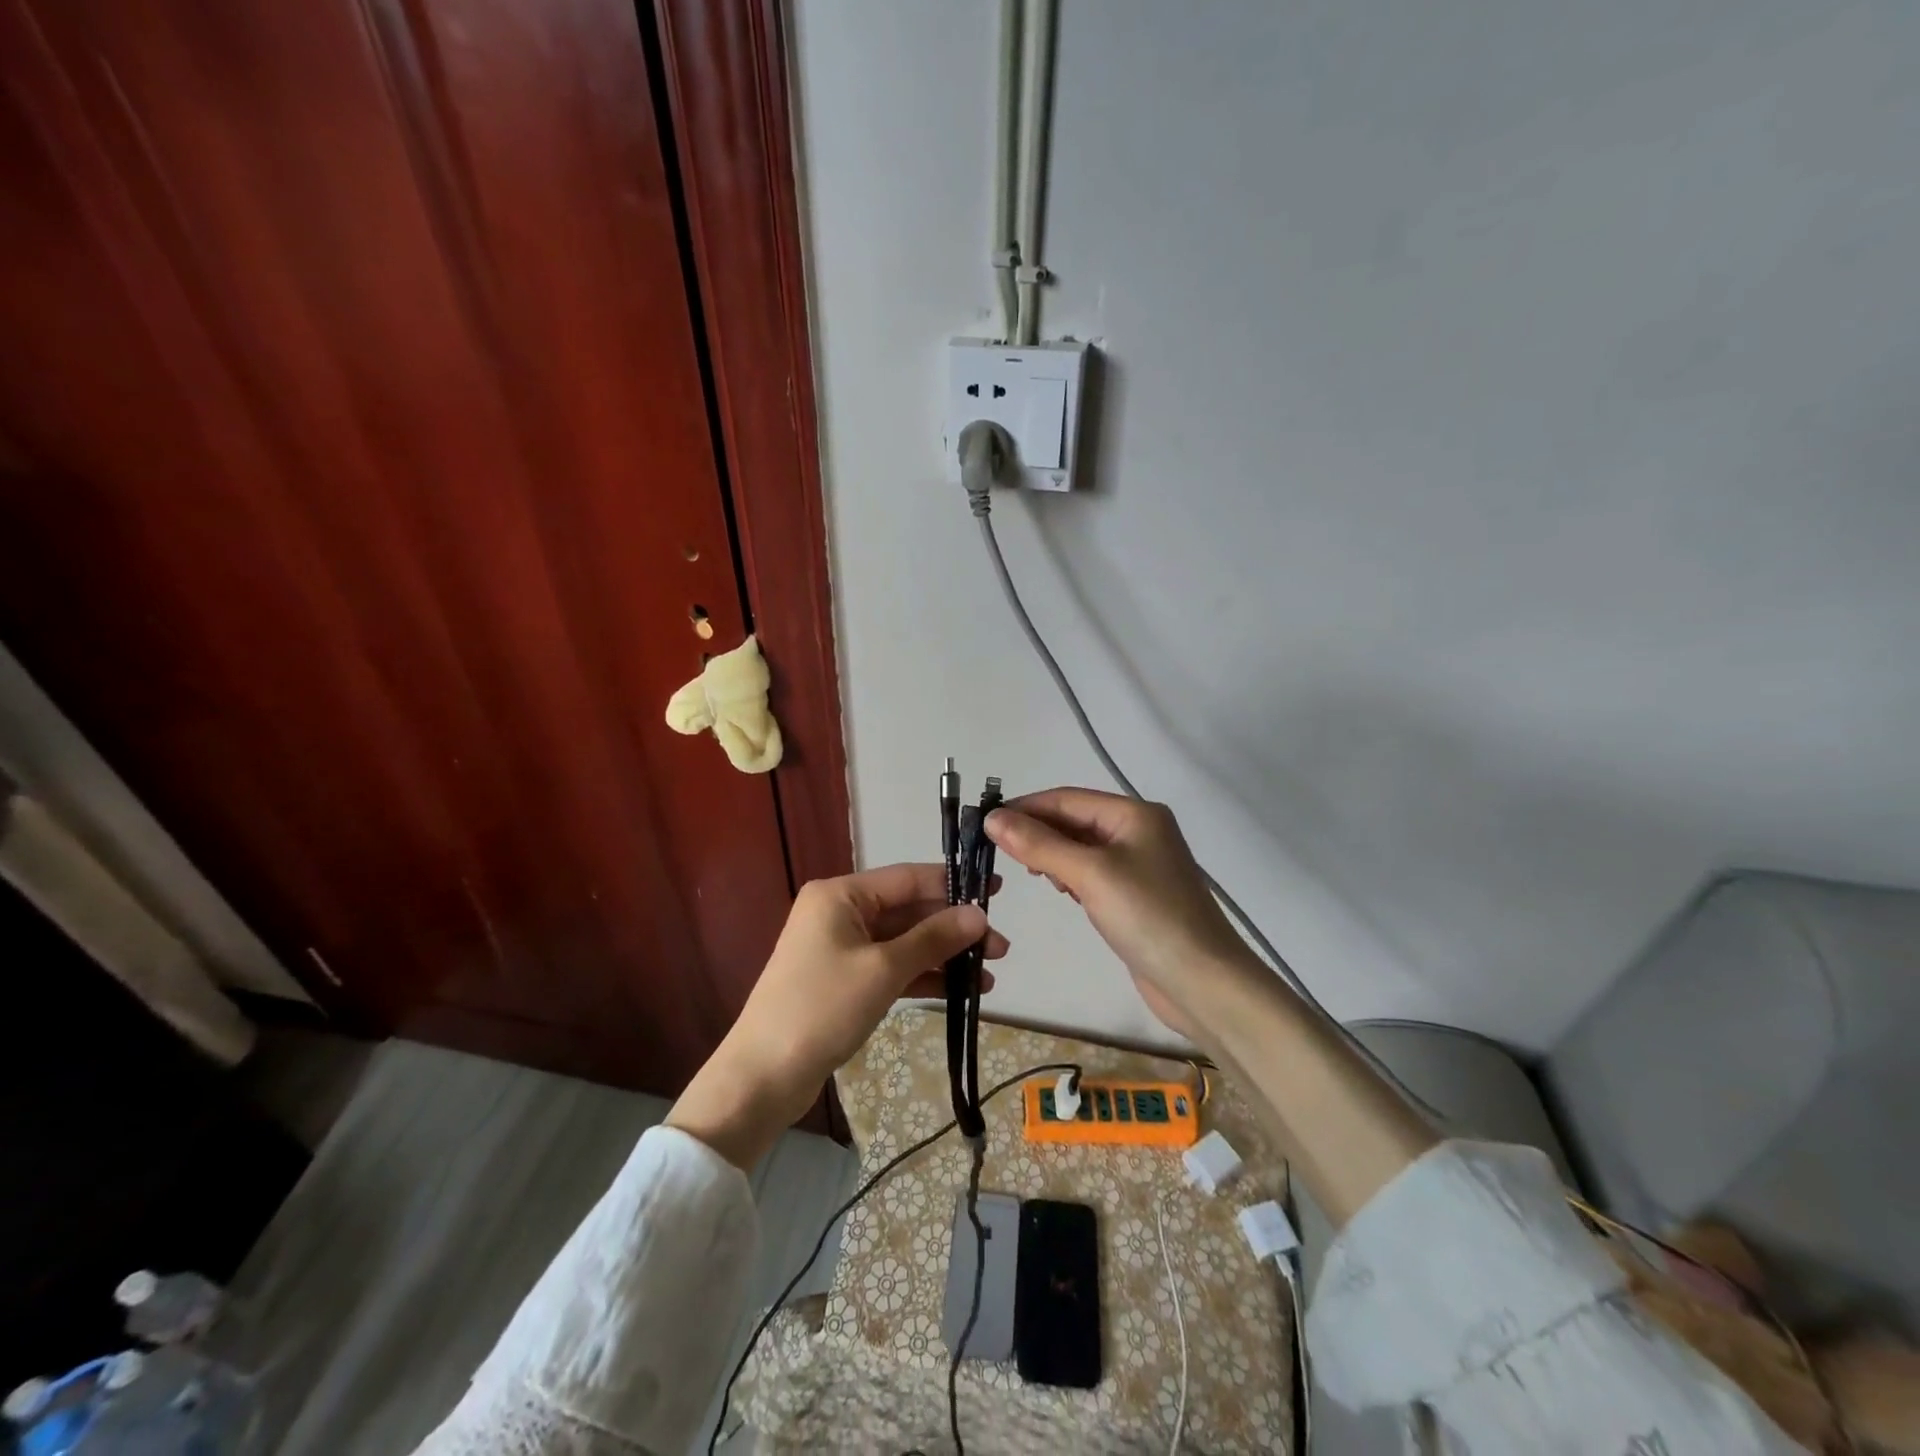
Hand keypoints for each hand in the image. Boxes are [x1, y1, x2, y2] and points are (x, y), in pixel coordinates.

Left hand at [667, 864, 1006, 1167]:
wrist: (763, 1077)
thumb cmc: (822, 1008)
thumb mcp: (884, 969)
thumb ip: (933, 938)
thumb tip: (978, 915)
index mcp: (841, 894)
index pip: (908, 878)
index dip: (953, 884)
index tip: (996, 892)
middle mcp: (840, 912)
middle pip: (908, 911)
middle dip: (953, 929)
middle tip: (1000, 948)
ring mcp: (841, 948)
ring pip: (903, 942)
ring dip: (943, 956)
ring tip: (989, 973)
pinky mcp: (844, 981)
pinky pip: (891, 967)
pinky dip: (922, 976)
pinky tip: (960, 990)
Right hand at [986, 788, 1251, 1039]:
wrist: (1203, 982)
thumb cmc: (1148, 917)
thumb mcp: (1090, 874)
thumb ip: (1040, 844)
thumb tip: (993, 818)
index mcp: (1134, 814)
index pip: (1067, 798)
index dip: (1025, 807)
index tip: (985, 821)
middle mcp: (1139, 831)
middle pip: (1075, 820)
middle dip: (1037, 831)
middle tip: (998, 851)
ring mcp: (1140, 865)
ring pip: (1082, 847)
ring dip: (1052, 854)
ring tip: (1029, 872)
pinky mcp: (1138, 896)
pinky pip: (1094, 873)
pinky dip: (1071, 876)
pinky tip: (1059, 890)